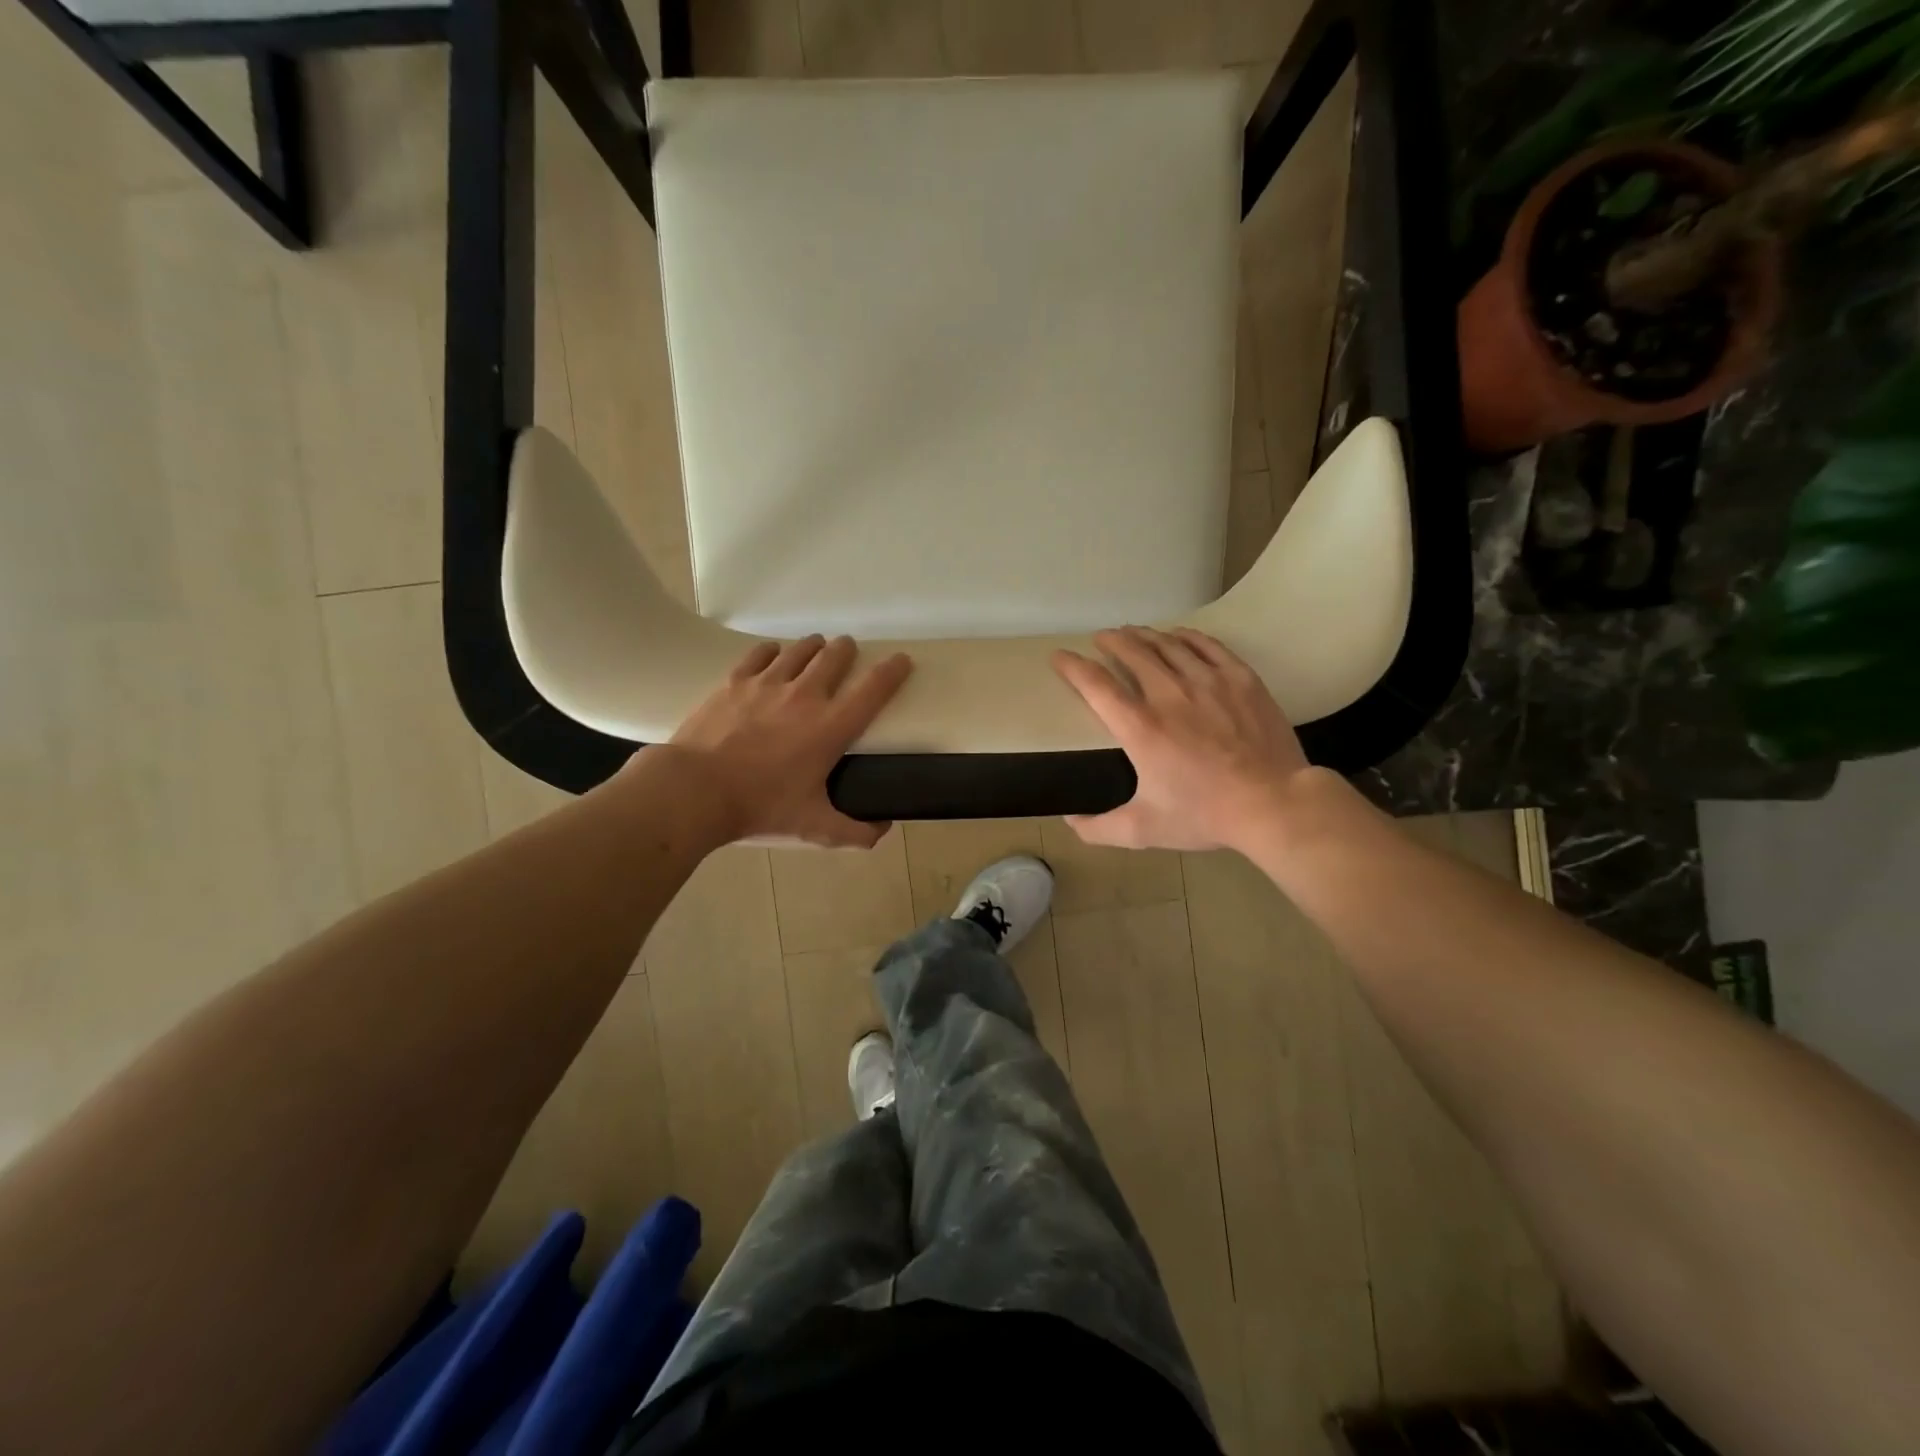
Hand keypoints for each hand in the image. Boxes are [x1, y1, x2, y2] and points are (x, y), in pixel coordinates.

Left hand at [661, 635, 911, 846]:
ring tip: (816, 648)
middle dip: (847, 650)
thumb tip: (882, 831)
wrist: (696, 790)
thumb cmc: (761, 806)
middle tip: (848, 652)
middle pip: (836, 656)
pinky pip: (761, 653)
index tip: (902, 660)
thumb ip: (854, 832)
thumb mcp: (814, 827)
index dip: (893, 671)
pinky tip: (774, 654)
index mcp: (831, 727)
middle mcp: (805, 695)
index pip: (874, 689)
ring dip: (814, 646)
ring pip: (800, 649)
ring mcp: (768, 683)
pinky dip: (773, 651)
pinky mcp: (735, 681)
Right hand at [1052, 626, 1318, 852]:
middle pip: (1132, 652)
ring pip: (1168, 644)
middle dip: (1111, 641)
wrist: (1273, 804)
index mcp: (1140, 727)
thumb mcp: (1143, 830)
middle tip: (1102, 638)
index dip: (1072, 666)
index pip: (1095, 684)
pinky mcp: (1239, 679)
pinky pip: (1207, 645)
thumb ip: (1099, 828)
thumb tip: (1069, 821)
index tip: (1060, 657)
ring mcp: (1207, 682)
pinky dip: (1186, 636)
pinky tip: (1178, 634)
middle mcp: (1168, 695)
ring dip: (1144, 635)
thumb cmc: (1205, 815)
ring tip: (1133, 632)